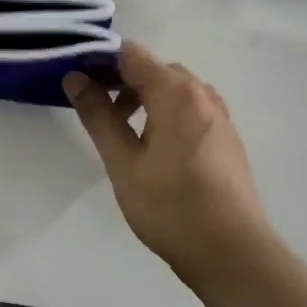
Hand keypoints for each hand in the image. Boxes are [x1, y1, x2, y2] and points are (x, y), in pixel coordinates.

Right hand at [64, 44, 276, 281]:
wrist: (231, 252)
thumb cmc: (170, 206)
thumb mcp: (123, 162)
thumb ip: (98, 116)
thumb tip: (75, 78)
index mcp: (176, 93)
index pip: (131, 54)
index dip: (99, 59)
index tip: (74, 77)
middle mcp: (202, 95)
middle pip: (154, 69)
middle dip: (120, 80)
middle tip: (92, 106)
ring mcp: (219, 116)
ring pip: (174, 90)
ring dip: (143, 97)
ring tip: (120, 129)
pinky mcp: (226, 138)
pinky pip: (190, 109)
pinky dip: (165, 112)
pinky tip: (152, 146)